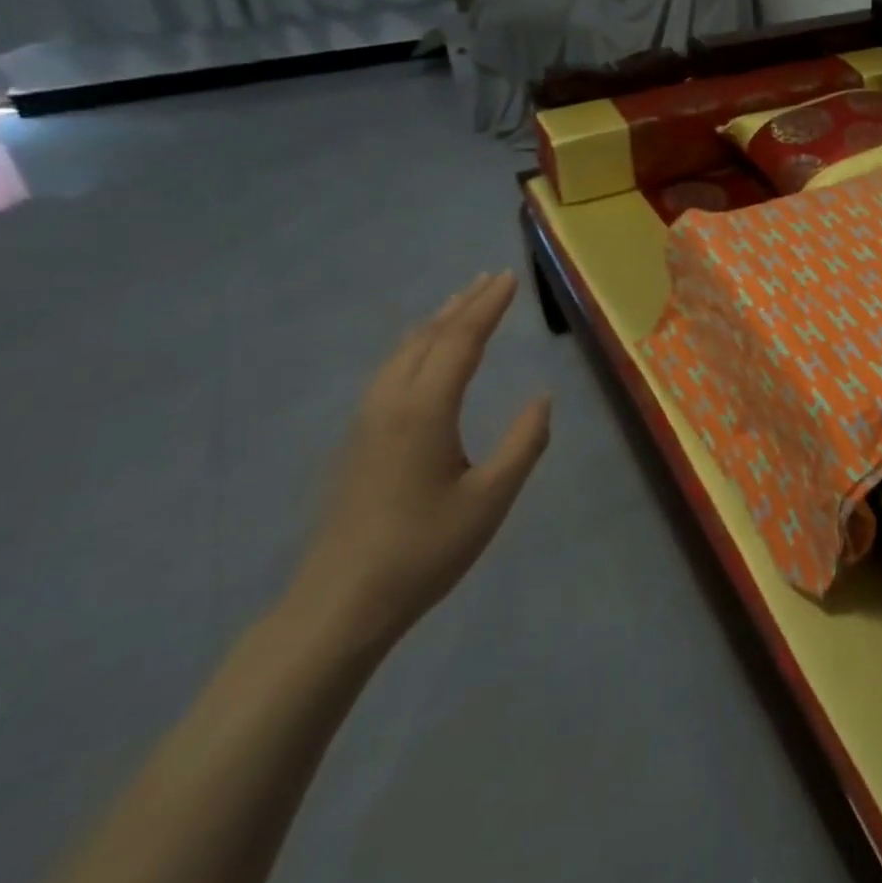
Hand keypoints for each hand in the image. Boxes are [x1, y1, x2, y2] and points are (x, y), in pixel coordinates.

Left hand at [288, 272, 550, 651]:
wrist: (339, 604)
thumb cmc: (424, 550)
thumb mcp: (491, 498)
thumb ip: (524, 442)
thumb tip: (542, 397)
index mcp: (425, 411)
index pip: (461, 340)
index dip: (488, 307)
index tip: (510, 278)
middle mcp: (391, 403)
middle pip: (429, 337)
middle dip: (463, 304)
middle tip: (492, 278)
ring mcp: (367, 421)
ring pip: (404, 352)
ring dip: (437, 322)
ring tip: (461, 304)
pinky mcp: (357, 440)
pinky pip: (390, 371)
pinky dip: (417, 345)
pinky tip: (422, 355)